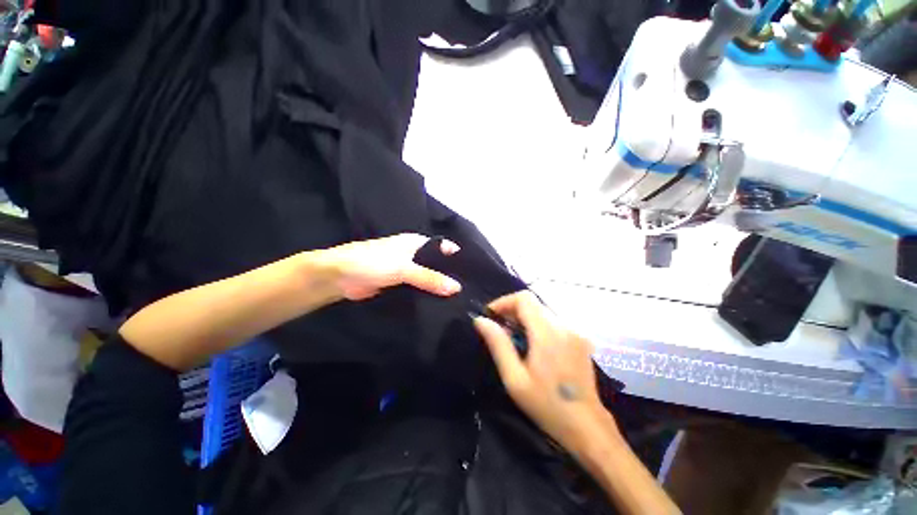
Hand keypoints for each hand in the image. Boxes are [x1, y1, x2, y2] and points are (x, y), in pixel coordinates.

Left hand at [320, 234, 461, 300]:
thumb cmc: (373, 263)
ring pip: (427, 278)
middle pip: (436, 264)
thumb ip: (430, 277)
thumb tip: (457, 287)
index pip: (443, 248)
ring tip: (459, 301)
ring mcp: (406, 270)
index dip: (457, 258)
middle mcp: (413, 254)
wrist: (340, 277)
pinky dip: (426, 295)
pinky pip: (417, 289)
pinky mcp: (399, 285)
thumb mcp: (404, 268)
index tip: (473, 273)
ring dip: (438, 286)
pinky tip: (439, 305)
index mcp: (416, 242)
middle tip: (468, 291)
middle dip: (449, 275)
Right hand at [474, 292, 616, 456]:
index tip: (491, 316)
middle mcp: (564, 326)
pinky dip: (538, 325)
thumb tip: (481, 320)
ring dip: (525, 318)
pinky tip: (533, 345)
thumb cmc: (547, 405)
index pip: (524, 298)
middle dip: (512, 311)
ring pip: (543, 311)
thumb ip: (498, 344)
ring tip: (514, 339)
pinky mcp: (581, 339)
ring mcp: (575, 332)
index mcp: (547, 333)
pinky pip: (553, 321)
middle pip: (534, 303)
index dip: (504, 301)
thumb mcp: (514, 378)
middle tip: (499, 330)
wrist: (588, 427)